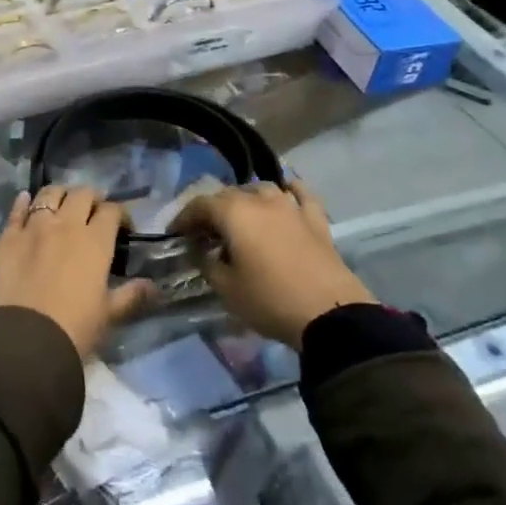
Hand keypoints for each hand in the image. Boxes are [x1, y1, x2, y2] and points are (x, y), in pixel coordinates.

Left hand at [0, 185, 152, 360]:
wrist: (26, 339)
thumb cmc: (74, 328)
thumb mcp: (108, 314)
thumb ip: (130, 295)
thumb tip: (153, 286)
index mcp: (95, 241)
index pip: (111, 211)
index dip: (118, 214)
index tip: (121, 226)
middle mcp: (65, 224)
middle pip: (81, 194)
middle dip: (90, 198)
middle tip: (92, 211)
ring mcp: (33, 227)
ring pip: (48, 194)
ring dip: (59, 195)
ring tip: (61, 203)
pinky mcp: (7, 237)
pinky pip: (16, 210)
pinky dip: (23, 202)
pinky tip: (26, 201)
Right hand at [173, 181, 372, 345]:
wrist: (330, 315)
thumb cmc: (269, 300)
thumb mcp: (226, 288)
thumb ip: (206, 262)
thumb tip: (200, 249)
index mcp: (234, 212)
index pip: (200, 205)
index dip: (184, 217)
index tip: (175, 233)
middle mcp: (261, 200)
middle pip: (229, 195)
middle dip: (212, 210)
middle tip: (203, 232)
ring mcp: (291, 207)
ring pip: (262, 190)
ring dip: (246, 199)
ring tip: (239, 217)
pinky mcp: (316, 220)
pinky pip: (300, 195)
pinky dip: (290, 191)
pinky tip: (286, 192)